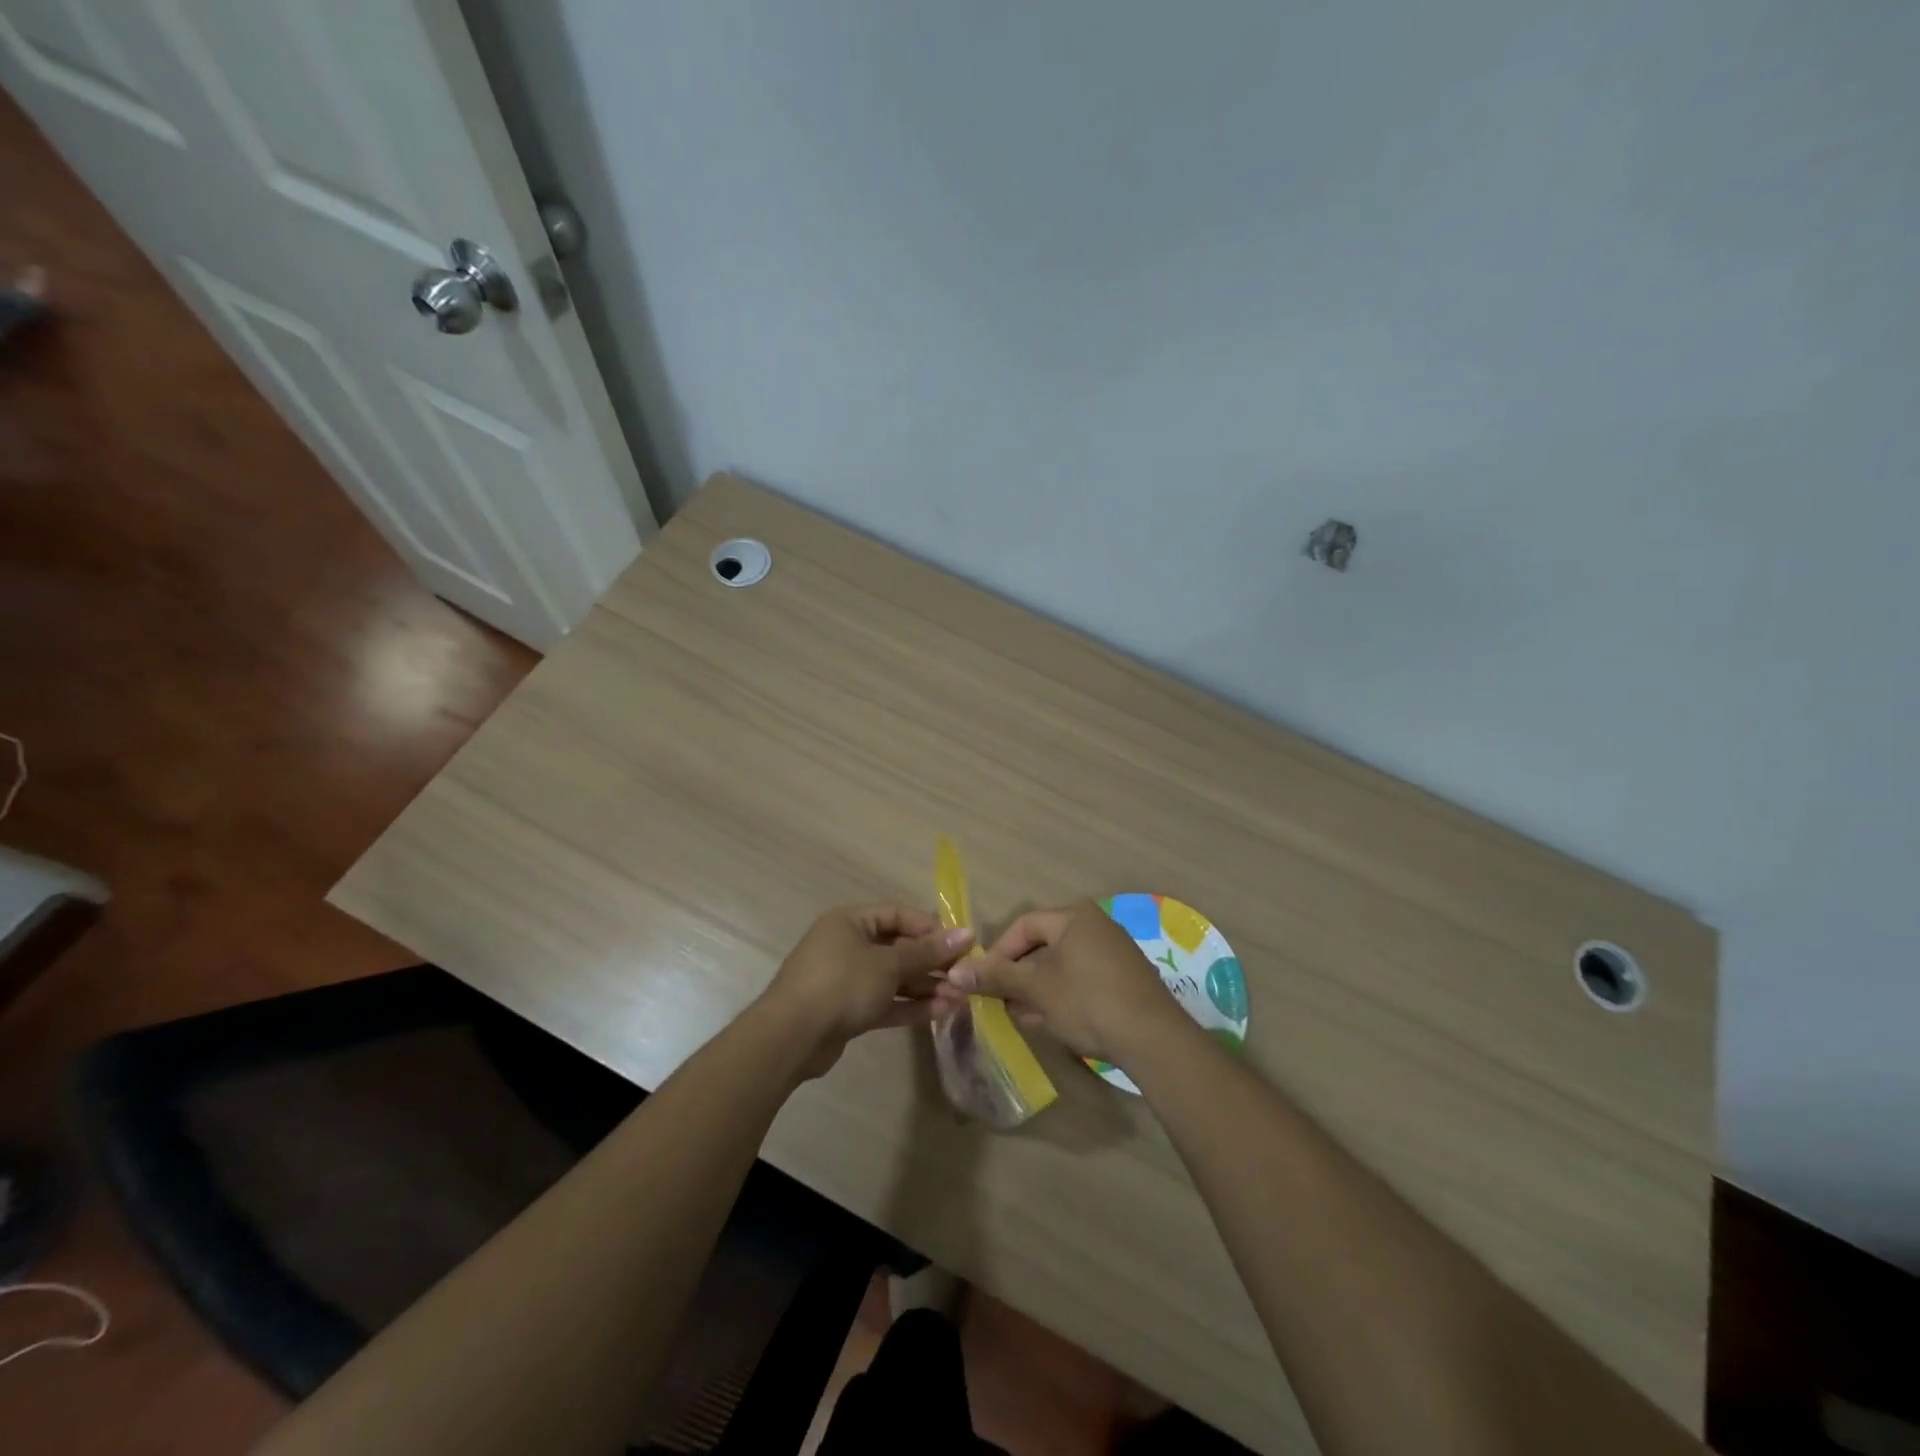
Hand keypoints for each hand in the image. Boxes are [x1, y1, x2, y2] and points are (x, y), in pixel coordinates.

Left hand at [760, 905, 973, 1077]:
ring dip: (926, 988)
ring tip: (960, 999)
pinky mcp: (848, 1011)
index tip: (960, 944)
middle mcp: (847, 945)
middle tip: (965, 976)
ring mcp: (846, 980)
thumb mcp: (888, 964)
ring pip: (893, 979)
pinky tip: (940, 1012)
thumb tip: (966, 934)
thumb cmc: (841, 984)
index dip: (929, 928)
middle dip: (932, 963)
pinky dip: (910, 1006)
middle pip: (898, 948)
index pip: (897, 915)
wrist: (791, 1038)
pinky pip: (885, 1002)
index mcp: (850, 922)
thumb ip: (927, 952)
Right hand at [934, 901, 1191, 1065]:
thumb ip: (997, 977)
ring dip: (1039, 990)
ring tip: (1025, 1017)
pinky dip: (1064, 997)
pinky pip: (1083, 980)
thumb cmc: (1087, 1002)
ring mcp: (1115, 952)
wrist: (1153, 1038)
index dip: (999, 952)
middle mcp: (1096, 925)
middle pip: (1044, 946)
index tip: (984, 980)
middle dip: (1019, 976)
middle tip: (1002, 1002)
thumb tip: (956, 971)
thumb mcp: (1036, 989)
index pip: (1024, 925)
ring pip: (1063, 967)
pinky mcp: (1126, 979)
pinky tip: (1054, 1023)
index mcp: (1074, 917)